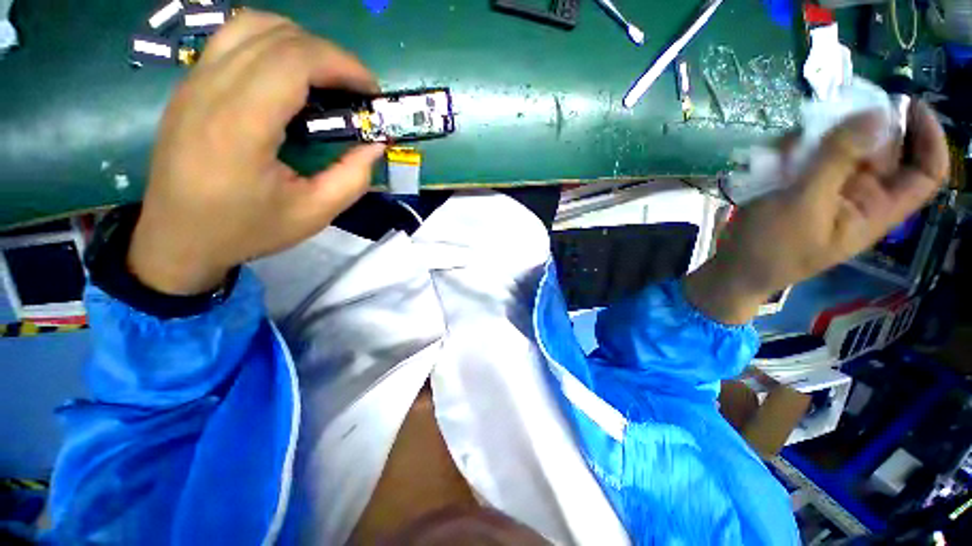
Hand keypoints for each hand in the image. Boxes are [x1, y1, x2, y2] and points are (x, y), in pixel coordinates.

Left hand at [128, 10, 384, 294]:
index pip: (294, 59)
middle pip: (277, 35)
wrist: (177, 238)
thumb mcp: (314, 214)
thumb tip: (375, 146)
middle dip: (329, 54)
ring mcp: (194, 82)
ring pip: (251, 25)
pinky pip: (234, 40)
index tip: (371, 90)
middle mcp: (211, 89)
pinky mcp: (190, 85)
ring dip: (300, 42)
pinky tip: (290, 79)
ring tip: (325, 78)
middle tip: (355, 89)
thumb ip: (353, 178)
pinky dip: (273, 45)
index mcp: (240, 125)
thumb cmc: (246, 230)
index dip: (342, 64)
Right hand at [686, 101, 948, 323]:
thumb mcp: (804, 204)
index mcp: (876, 208)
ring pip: (838, 146)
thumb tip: (876, 113)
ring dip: (813, 140)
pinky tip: (769, 160)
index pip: (925, 172)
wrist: (733, 268)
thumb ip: (837, 159)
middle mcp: (859, 194)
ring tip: (783, 152)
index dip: (928, 137)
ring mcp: (828, 188)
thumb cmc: (771, 247)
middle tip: (821, 122)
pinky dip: (791, 150)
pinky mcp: (799, 187)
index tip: (908, 104)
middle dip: (852, 129)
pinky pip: (807, 155)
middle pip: (878, 148)